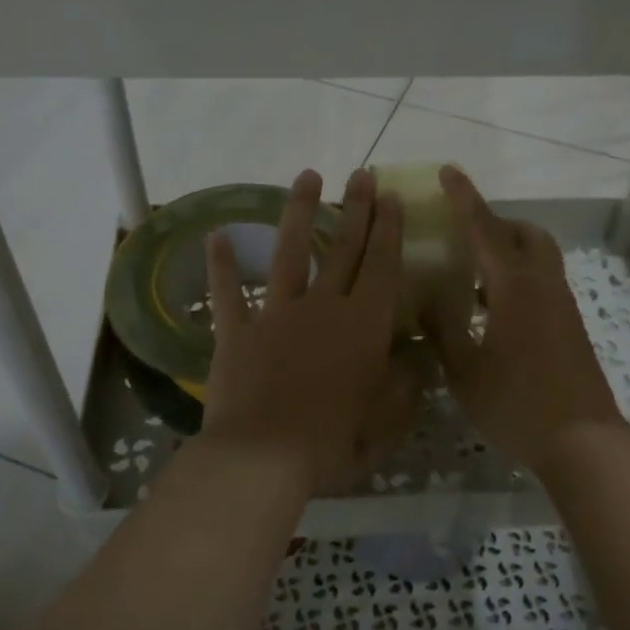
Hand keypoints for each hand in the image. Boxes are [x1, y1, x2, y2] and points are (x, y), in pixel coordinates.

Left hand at [200, 168, 405, 494]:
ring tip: (308, 177)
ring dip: (300, 213)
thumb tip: (412, 364)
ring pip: (290, 253)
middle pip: (344, 249)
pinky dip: (221, 266)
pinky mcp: (238, 332)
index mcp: (364, 326)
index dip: (389, 229)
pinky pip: (228, 293)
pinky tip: (216, 235)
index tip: (392, 196)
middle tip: (363, 173)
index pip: (382, 266)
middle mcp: (323, 308)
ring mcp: (277, 315)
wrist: (263, 456)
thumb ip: (401, 388)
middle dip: (357, 208)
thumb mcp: (382, 422)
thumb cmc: (331, 442)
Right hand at [425, 167, 626, 470]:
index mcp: (514, 287)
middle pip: (525, 234)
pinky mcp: (570, 325)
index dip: (464, 198)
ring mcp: (562, 305)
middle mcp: (543, 285)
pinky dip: (518, 278)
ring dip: (509, 252)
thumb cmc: (516, 404)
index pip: (484, 229)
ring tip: (472, 279)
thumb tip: (425, 300)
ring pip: (538, 257)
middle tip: (464, 237)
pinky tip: (493, 313)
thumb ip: (442, 329)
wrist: (582, 441)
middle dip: (496, 224)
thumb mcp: (465, 369)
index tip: (448, 171)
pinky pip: (543, 282)